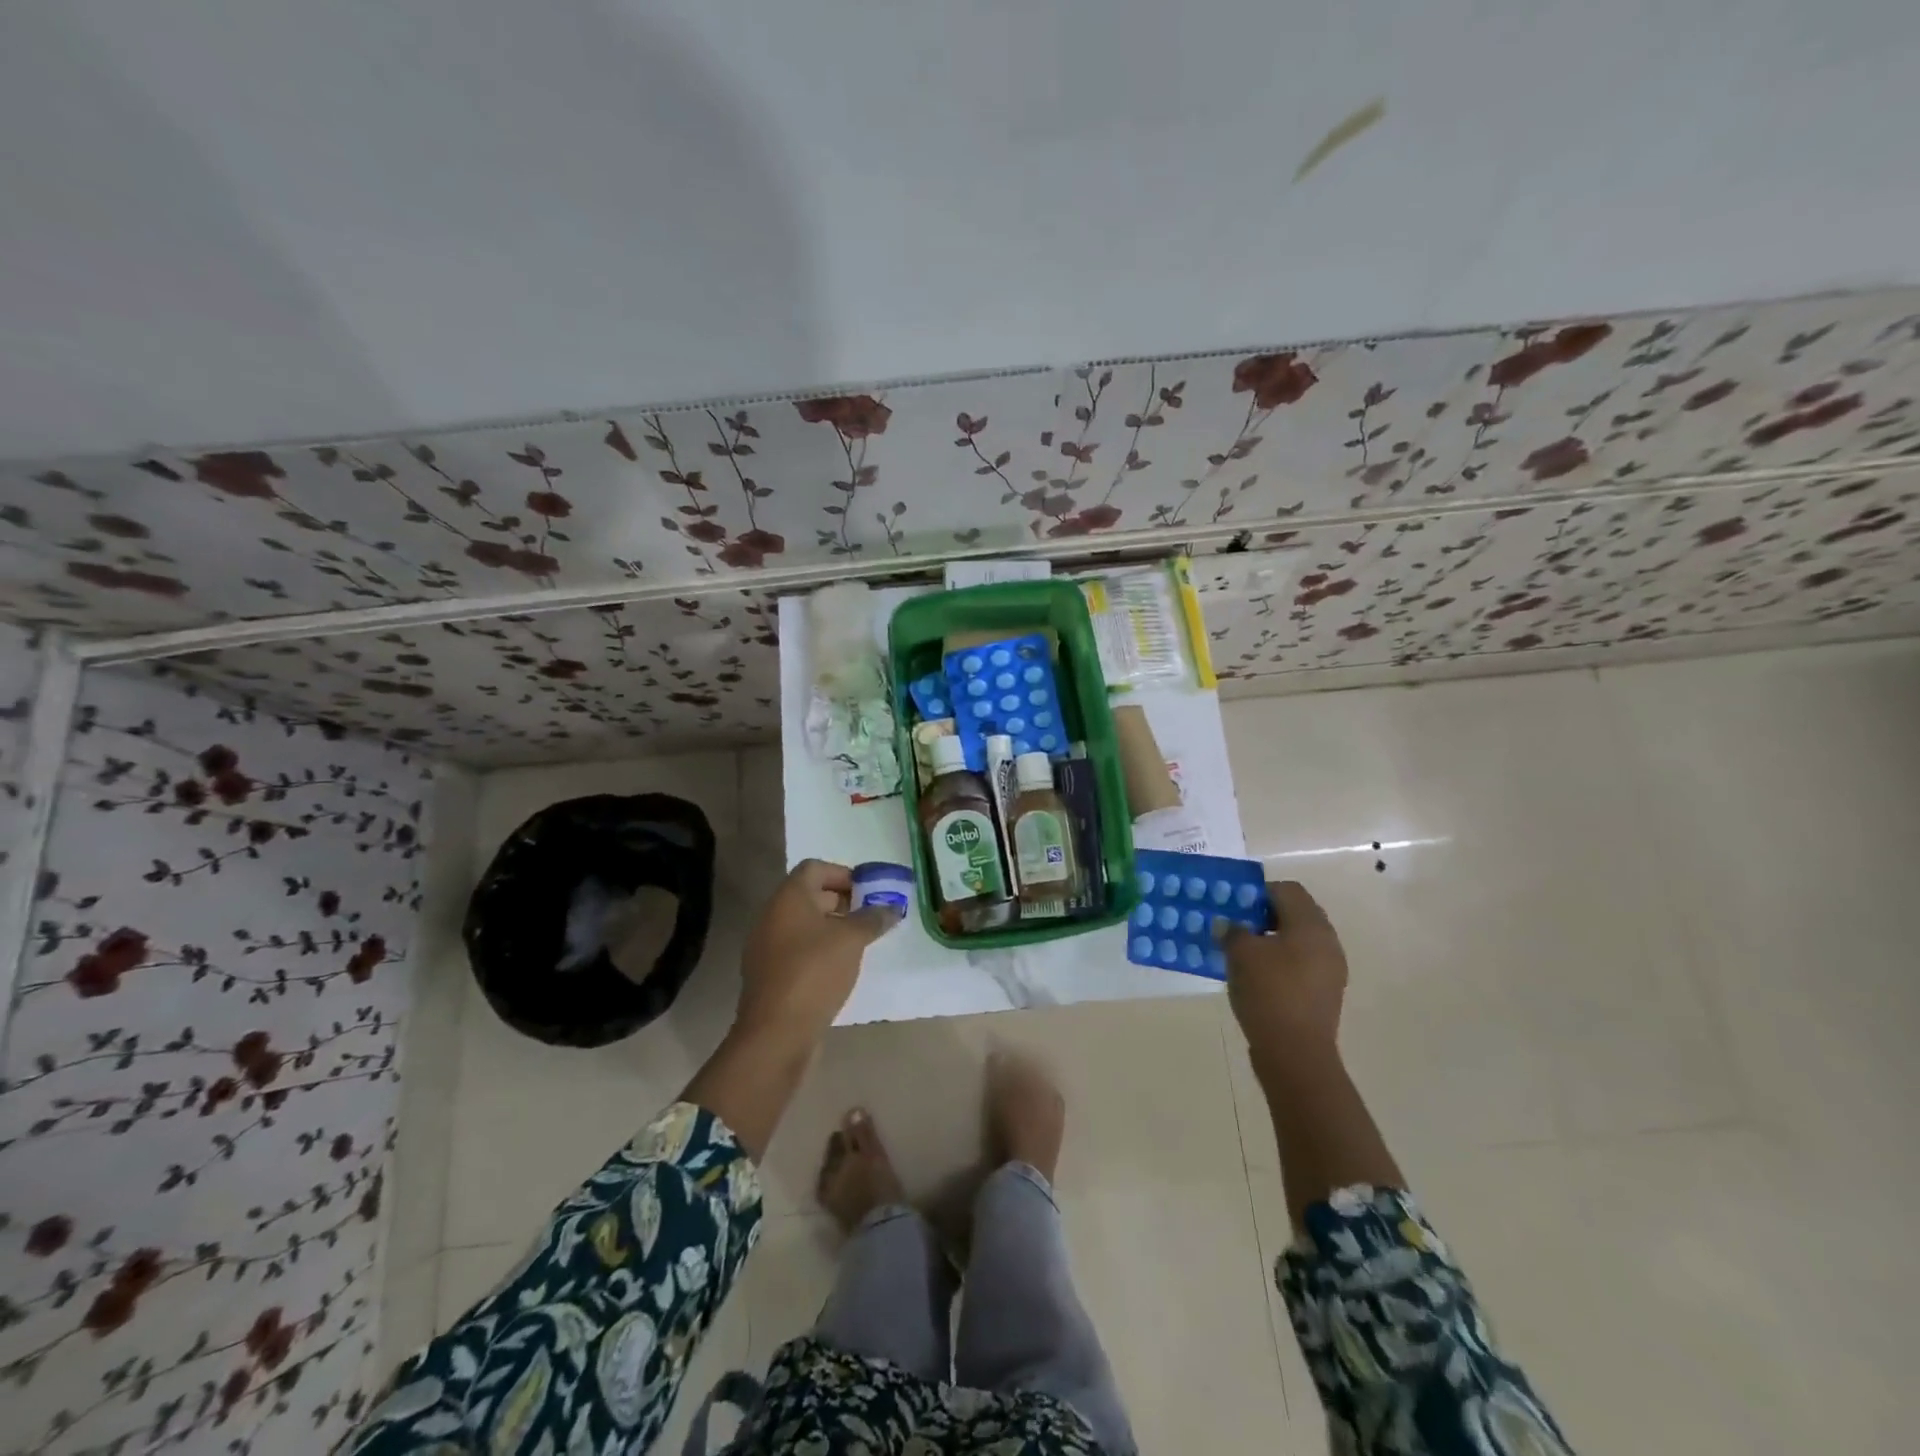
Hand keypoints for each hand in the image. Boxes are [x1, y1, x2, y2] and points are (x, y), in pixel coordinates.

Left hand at [736, 860, 897, 1044]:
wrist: (776, 1033)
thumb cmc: (814, 972)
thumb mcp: (852, 940)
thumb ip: (873, 918)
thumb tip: (891, 907)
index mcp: (788, 898)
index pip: (815, 868)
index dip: (843, 874)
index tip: (869, 891)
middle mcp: (772, 916)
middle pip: (809, 895)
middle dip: (842, 901)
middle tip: (871, 916)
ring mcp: (767, 947)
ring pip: (804, 925)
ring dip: (833, 928)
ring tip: (862, 943)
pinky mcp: (770, 975)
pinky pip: (798, 950)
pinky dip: (820, 950)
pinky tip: (842, 968)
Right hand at [1224, 880, 1348, 1066]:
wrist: (1296, 1054)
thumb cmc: (1269, 992)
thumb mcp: (1240, 954)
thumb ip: (1232, 931)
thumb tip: (1228, 924)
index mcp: (1311, 925)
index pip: (1287, 889)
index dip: (1258, 892)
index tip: (1233, 905)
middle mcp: (1327, 942)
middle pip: (1295, 913)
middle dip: (1264, 915)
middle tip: (1235, 925)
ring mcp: (1330, 970)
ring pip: (1297, 940)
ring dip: (1270, 940)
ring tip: (1241, 951)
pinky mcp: (1324, 993)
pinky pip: (1300, 964)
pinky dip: (1279, 962)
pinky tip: (1255, 976)